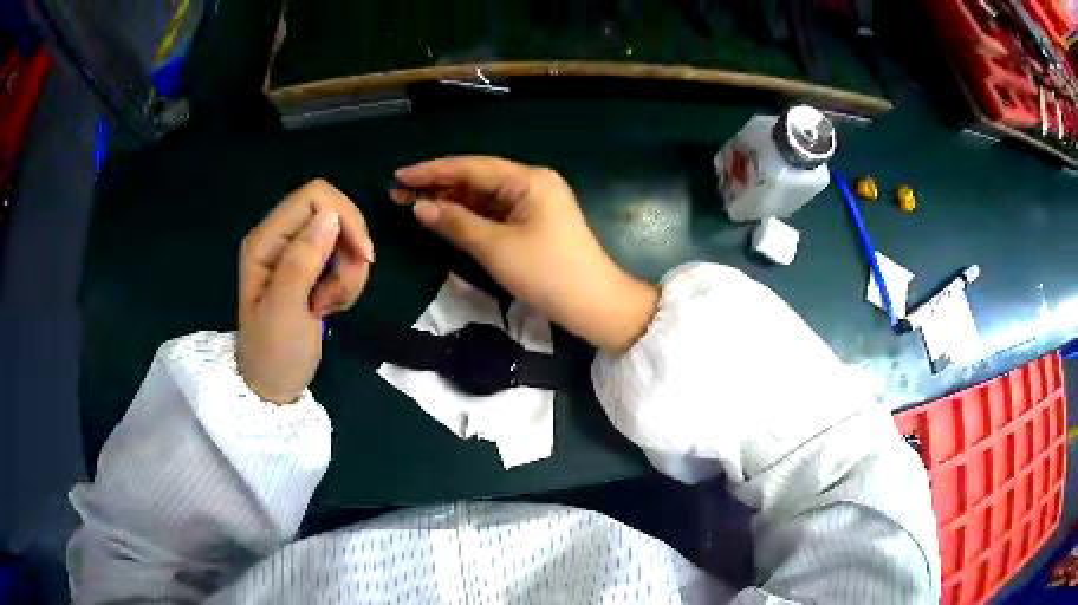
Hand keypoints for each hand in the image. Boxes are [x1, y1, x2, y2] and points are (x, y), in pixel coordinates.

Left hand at [238, 179, 374, 403]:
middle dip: (349, 252)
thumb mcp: (285, 310)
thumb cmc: (274, 353)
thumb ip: (302, 260)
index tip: (363, 258)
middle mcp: (280, 237)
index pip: (316, 197)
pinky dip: (346, 282)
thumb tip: (331, 215)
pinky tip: (329, 307)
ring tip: (329, 307)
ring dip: (348, 273)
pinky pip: (342, 259)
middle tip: (338, 293)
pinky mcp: (308, 269)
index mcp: (266, 240)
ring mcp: (295, 253)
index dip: (346, 218)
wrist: (273, 387)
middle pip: (334, 214)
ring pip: (343, 238)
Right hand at [392, 156, 657, 353]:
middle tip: (398, 191)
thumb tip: (419, 207)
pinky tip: (442, 217)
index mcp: (529, 179)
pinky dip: (468, 216)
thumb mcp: (496, 247)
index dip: (432, 171)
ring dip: (450, 201)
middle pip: (476, 179)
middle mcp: (532, 184)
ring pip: (483, 197)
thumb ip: (455, 223)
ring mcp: (534, 204)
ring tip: (411, 203)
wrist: (594, 306)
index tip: (399, 175)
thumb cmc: (547, 273)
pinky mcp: (533, 224)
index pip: (472, 167)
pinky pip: (494, 213)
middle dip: (438, 185)